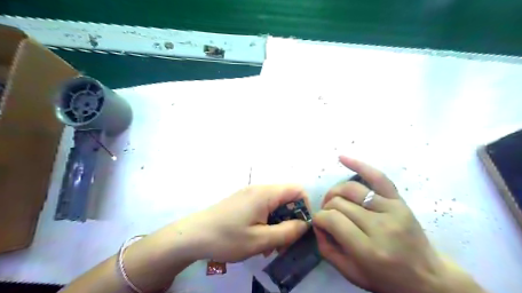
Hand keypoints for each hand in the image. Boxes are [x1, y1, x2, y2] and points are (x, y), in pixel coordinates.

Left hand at [180, 185, 308, 261]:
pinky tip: (258, 239)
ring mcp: (249, 195)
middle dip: (290, 220)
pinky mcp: (242, 202)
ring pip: (274, 205)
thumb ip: (287, 232)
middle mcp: (259, 189)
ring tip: (269, 246)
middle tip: (284, 244)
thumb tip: (305, 224)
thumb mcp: (261, 240)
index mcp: (266, 193)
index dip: (304, 208)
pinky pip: (263, 208)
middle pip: (286, 198)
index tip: (300, 229)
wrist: (192, 236)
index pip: (297, 190)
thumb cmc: (227, 238)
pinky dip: (266, 222)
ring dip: (278, 224)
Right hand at [312, 157, 482, 292]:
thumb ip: (327, 249)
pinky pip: (377, 176)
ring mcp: (392, 209)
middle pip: (339, 203)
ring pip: (351, 189)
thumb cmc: (386, 279)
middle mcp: (380, 226)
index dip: (319, 219)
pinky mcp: (399, 200)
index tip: (319, 223)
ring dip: (335, 192)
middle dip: (326, 207)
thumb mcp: (351, 273)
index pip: (332, 220)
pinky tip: (342, 158)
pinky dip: (359, 165)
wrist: (427, 278)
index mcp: (368, 249)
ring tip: (333, 199)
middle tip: (327, 215)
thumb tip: (317, 224)